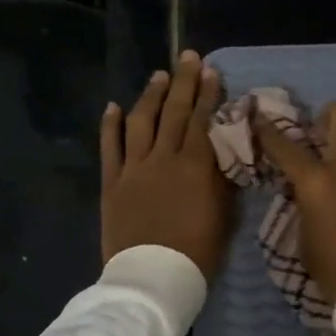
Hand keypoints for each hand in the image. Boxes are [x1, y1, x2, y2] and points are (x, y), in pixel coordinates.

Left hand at [101, 51, 232, 279]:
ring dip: (150, 95)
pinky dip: (110, 125)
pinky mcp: (112, 184)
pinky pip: (109, 147)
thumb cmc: (197, 252)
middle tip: (188, 57)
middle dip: (183, 82)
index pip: (203, 120)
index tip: (211, 71)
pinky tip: (113, 106)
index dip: (208, 94)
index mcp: (195, 166)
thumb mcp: (223, 215)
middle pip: (174, 112)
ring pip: (141, 122)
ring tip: (159, 76)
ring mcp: (133, 169)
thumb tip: (226, 151)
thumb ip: (223, 179)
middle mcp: (163, 158)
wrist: (153, 278)